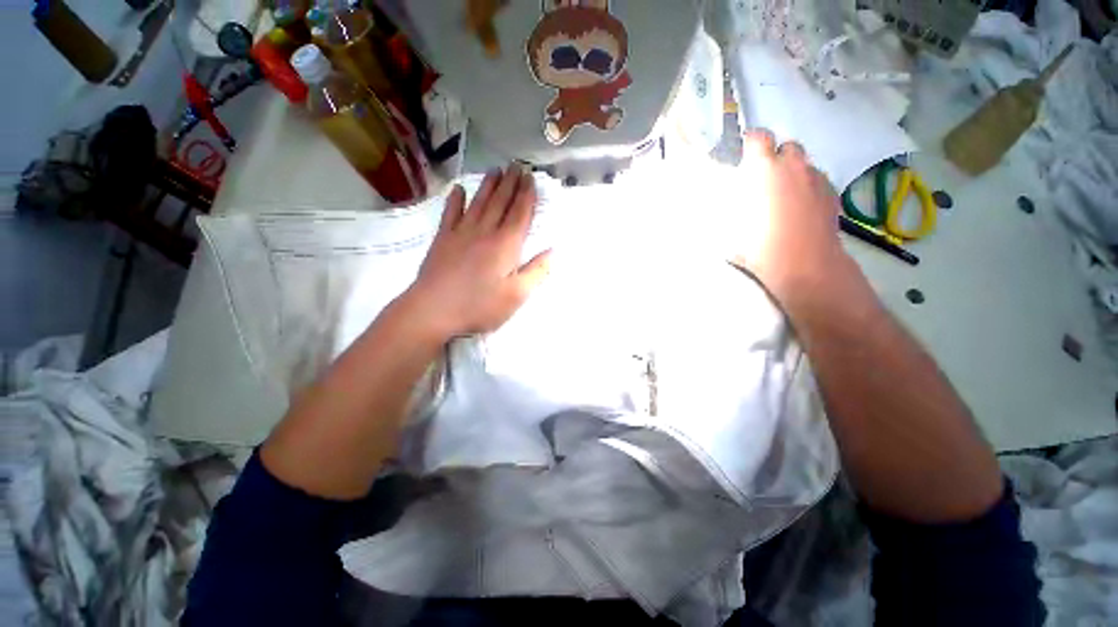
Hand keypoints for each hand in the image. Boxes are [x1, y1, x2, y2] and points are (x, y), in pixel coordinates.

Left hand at [401, 165, 550, 338]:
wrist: (434, 309)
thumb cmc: (480, 305)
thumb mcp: (516, 295)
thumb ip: (536, 272)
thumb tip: (552, 252)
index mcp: (506, 245)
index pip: (520, 214)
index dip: (527, 195)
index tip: (531, 177)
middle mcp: (485, 232)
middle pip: (500, 202)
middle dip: (510, 183)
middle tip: (516, 165)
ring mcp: (461, 233)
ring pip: (478, 203)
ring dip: (488, 185)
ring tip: (495, 169)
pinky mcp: (443, 239)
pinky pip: (451, 213)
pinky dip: (456, 200)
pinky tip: (459, 189)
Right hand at [731, 130, 851, 302]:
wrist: (803, 265)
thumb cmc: (759, 246)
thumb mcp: (728, 229)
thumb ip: (728, 208)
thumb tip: (726, 202)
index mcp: (764, 170)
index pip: (759, 137)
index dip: (751, 141)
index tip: (746, 152)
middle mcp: (793, 167)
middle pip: (788, 146)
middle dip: (777, 156)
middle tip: (766, 177)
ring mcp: (817, 179)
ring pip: (805, 164)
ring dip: (794, 172)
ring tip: (785, 195)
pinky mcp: (832, 195)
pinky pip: (818, 181)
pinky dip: (809, 187)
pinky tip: (801, 207)